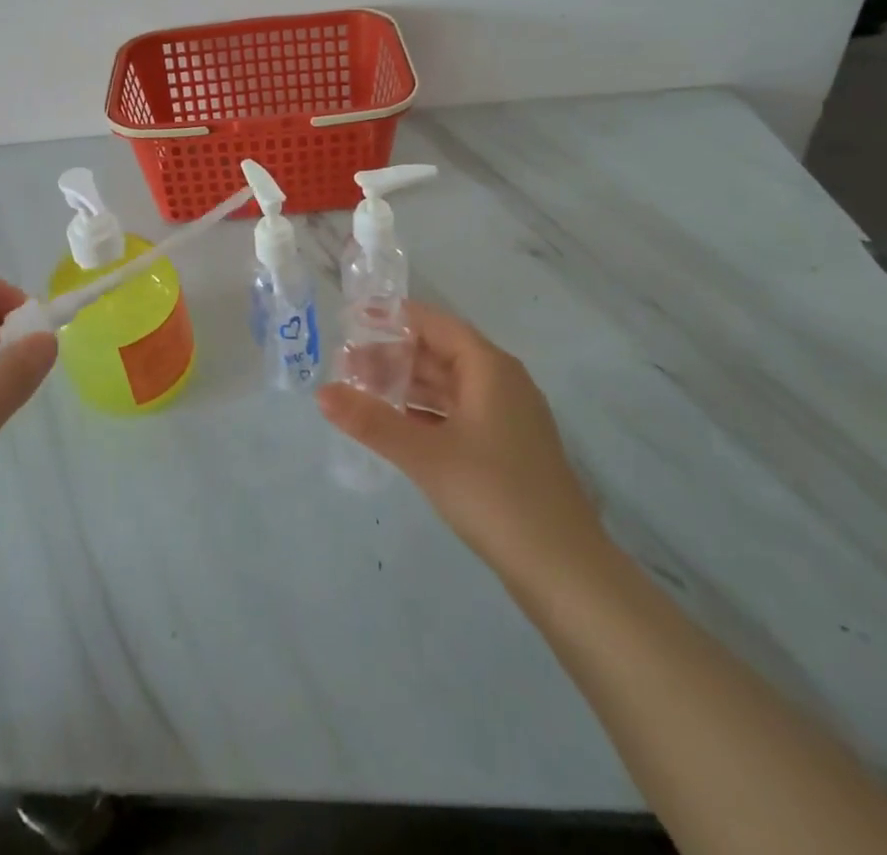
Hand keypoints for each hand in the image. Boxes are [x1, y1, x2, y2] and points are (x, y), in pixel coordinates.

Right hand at [317, 303, 602, 588]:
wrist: (564, 570)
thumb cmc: (494, 495)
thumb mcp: (425, 455)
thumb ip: (371, 421)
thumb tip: (321, 393)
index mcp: (490, 368)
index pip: (436, 324)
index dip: (395, 318)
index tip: (354, 317)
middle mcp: (502, 383)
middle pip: (440, 353)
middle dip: (393, 356)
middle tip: (346, 364)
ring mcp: (508, 417)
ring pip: (449, 386)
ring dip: (407, 386)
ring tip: (361, 392)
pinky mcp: (507, 449)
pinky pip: (458, 413)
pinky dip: (426, 412)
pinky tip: (396, 425)